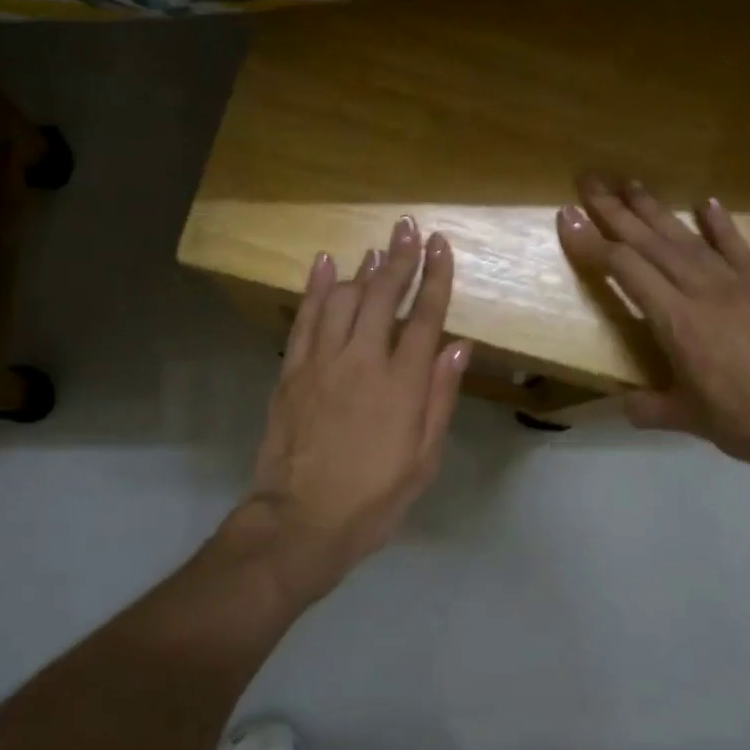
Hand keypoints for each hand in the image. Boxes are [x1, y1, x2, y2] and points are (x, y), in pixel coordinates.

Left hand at [233, 216, 470, 606]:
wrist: (301, 522)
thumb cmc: (373, 498)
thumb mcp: (423, 459)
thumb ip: (440, 398)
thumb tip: (458, 346)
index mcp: (402, 385)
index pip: (424, 317)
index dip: (435, 277)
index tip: (440, 245)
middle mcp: (362, 361)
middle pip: (382, 296)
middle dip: (399, 258)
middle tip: (409, 227)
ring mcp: (322, 362)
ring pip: (343, 298)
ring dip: (362, 268)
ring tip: (377, 248)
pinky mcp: (291, 371)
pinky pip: (304, 318)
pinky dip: (316, 287)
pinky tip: (325, 264)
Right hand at [556, 176, 749, 488]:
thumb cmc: (748, 422)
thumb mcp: (689, 420)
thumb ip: (650, 408)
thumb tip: (623, 404)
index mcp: (677, 322)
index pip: (625, 270)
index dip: (592, 242)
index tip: (568, 216)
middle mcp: (702, 291)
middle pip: (651, 242)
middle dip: (616, 211)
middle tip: (590, 182)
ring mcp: (738, 285)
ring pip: (687, 238)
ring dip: (656, 209)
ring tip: (631, 183)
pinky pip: (738, 248)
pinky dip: (720, 224)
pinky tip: (706, 202)